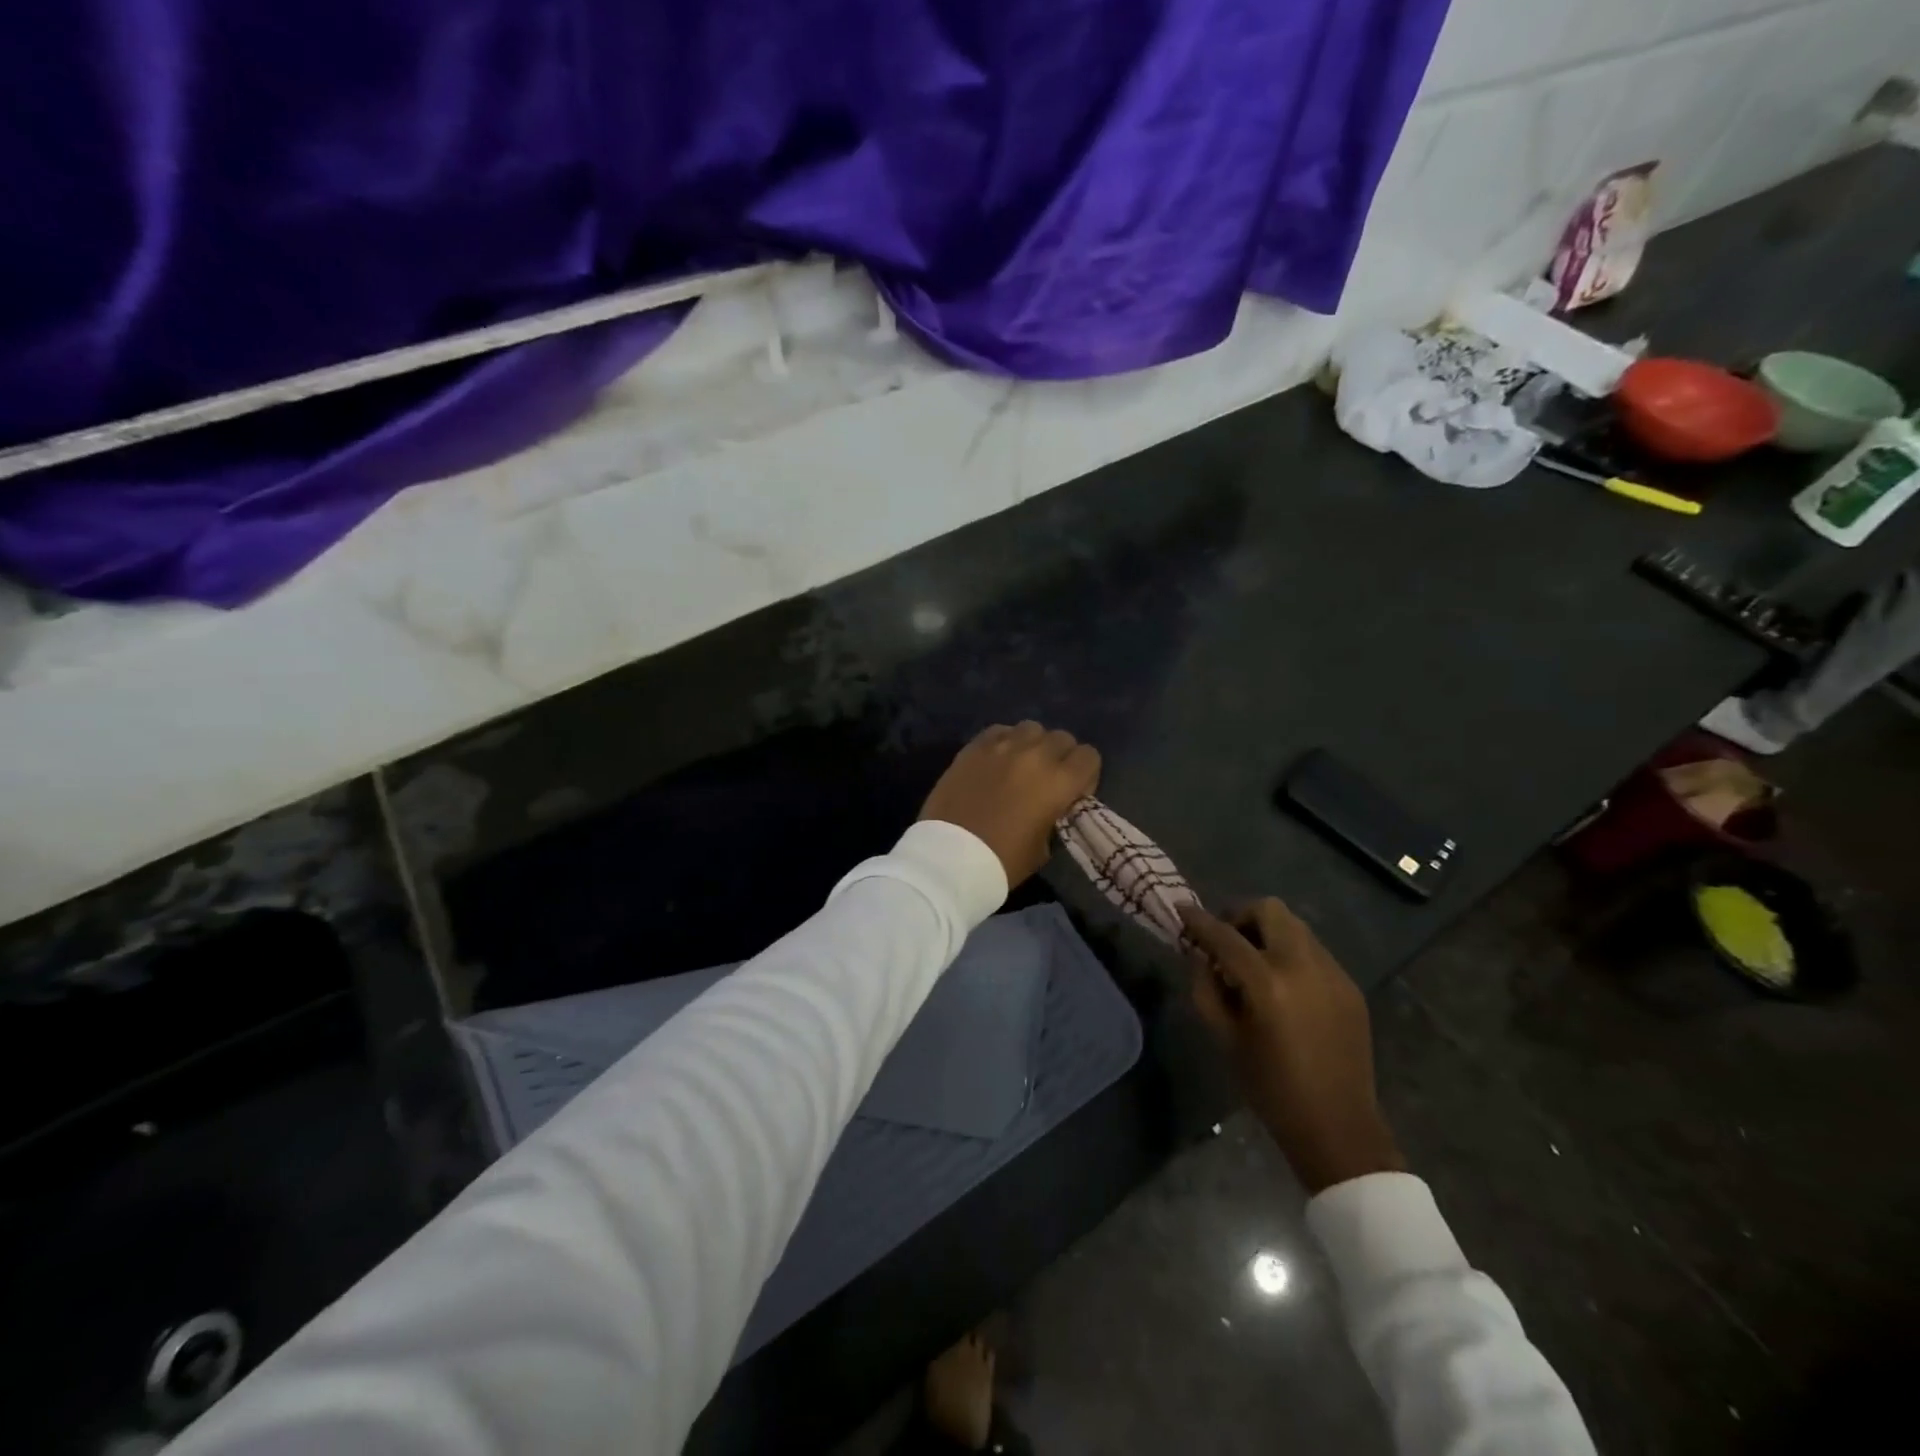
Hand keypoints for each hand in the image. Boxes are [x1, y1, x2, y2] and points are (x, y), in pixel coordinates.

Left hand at [919, 722, 1100, 887]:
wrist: (949, 858)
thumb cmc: (1003, 861)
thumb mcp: (1044, 847)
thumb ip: (1055, 816)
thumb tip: (1052, 806)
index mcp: (1059, 782)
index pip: (1089, 756)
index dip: (1085, 775)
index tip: (1073, 793)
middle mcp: (1034, 755)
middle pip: (1062, 738)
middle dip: (1061, 757)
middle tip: (1047, 780)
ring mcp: (1001, 746)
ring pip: (1031, 728)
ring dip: (1033, 744)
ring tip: (1021, 766)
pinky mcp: (973, 747)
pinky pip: (999, 731)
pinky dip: (1004, 742)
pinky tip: (997, 761)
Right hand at [1179, 898, 1403, 1194]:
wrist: (1338, 1127)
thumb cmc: (1270, 1087)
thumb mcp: (1224, 1038)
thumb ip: (1205, 988)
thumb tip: (1200, 955)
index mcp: (1268, 984)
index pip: (1225, 936)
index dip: (1199, 920)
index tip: (1181, 909)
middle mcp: (1303, 967)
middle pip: (1269, 910)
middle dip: (1241, 917)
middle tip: (1226, 942)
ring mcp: (1333, 973)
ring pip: (1295, 926)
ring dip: (1268, 933)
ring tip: (1254, 964)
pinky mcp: (1350, 986)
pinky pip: (1314, 951)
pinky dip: (1291, 954)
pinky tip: (1284, 987)